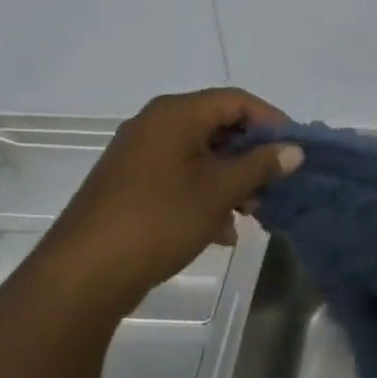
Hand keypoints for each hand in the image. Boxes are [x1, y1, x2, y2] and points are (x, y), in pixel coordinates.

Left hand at [35, 88, 300, 315]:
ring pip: (200, 155)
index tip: (293, 149)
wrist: (81, 277)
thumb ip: (260, 165)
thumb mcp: (220, 190)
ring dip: (230, 179)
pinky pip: (178, 176)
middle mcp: (155, 124)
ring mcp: (138, 156)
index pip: (237, 100)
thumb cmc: (159, 219)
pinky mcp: (128, 186)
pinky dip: (204, 194)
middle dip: (250, 155)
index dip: (271, 121)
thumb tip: (294, 149)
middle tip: (274, 183)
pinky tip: (220, 231)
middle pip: (218, 126)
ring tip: (250, 212)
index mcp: (176, 113)